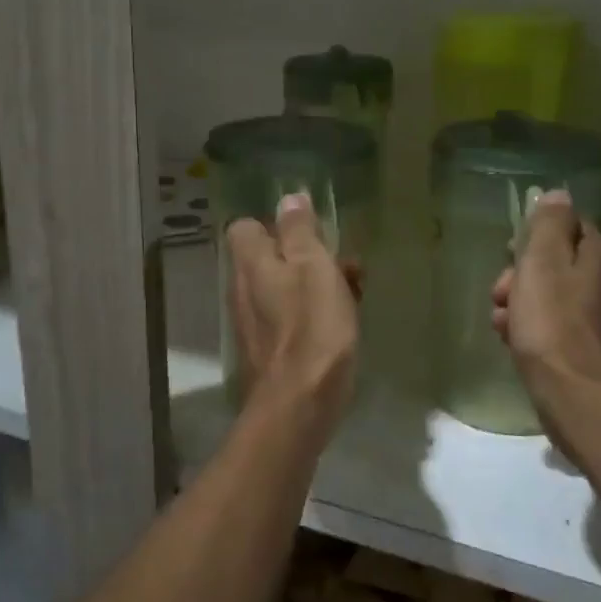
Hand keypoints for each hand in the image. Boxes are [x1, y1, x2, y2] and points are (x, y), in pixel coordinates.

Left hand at [225, 192, 360, 434]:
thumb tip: (288, 198)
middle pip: (270, 258)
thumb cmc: (312, 326)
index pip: (245, 227)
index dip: (276, 224)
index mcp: (251, 264)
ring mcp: (255, 323)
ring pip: (285, 288)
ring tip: (356, 290)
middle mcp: (244, 290)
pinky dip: (314, 313)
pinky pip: (291, 317)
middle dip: (307, 255)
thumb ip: (299, 230)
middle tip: (343, 262)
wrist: (300, 404)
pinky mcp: (271, 351)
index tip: (308, 231)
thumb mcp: (314, 267)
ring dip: (317, 283)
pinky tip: (346, 322)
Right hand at [492, 191, 600, 421]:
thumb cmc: (552, 324)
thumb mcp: (542, 262)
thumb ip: (549, 224)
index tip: (510, 253)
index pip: (568, 224)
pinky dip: (532, 328)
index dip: (534, 236)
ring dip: (520, 303)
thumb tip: (558, 194)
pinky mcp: (589, 348)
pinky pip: (554, 325)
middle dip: (520, 274)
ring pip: (550, 295)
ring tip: (502, 323)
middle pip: (555, 262)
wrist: (576, 397)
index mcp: (599, 255)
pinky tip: (514, 342)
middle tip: (501, 293)